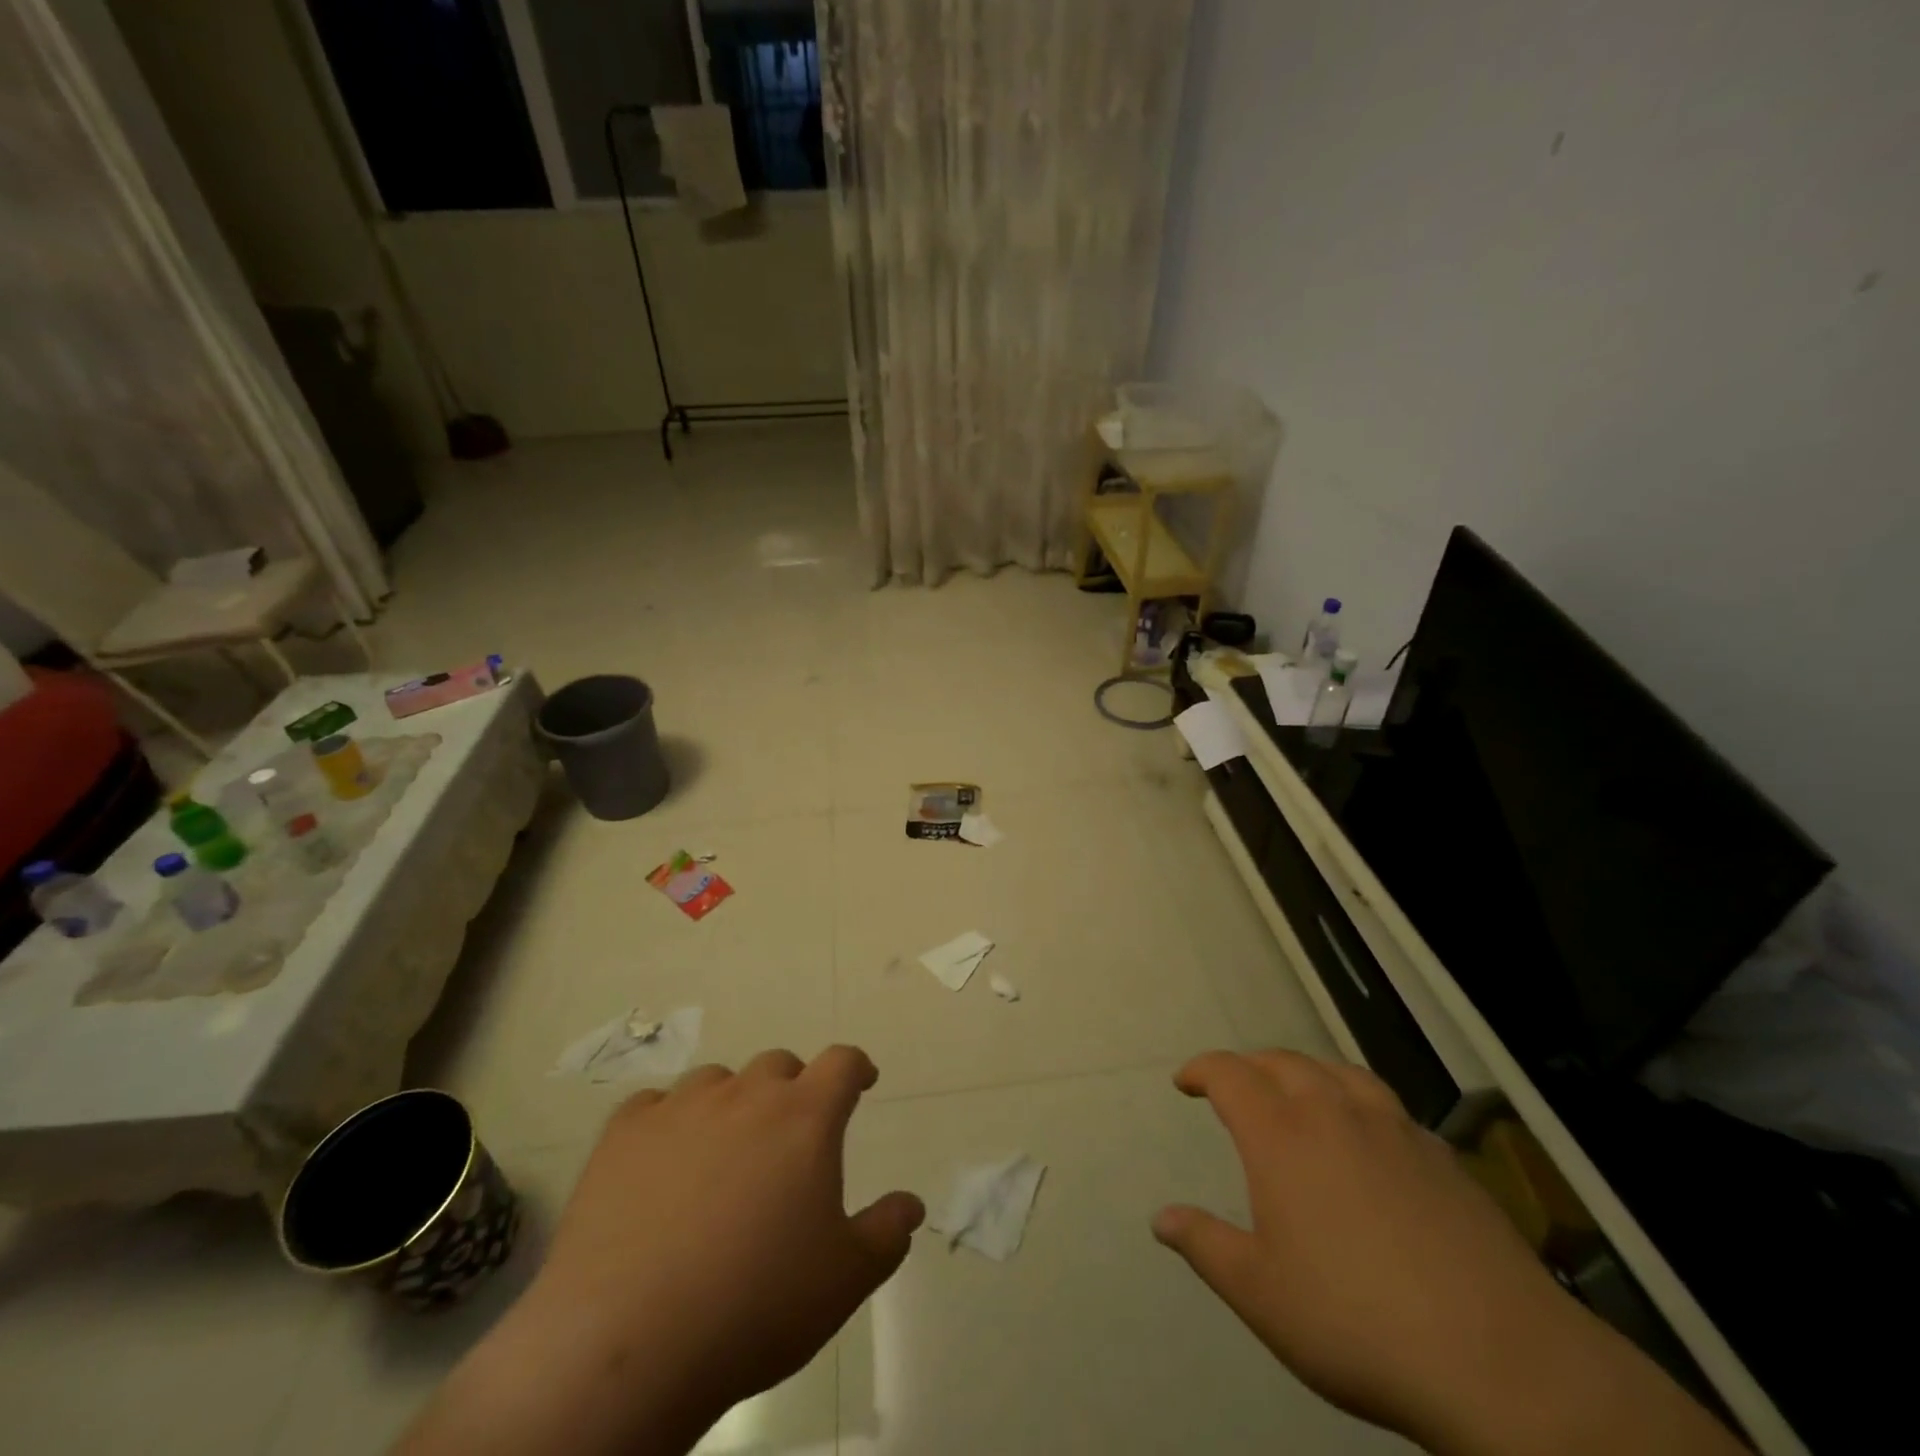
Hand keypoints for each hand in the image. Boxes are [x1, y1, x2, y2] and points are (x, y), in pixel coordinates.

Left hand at [398, 1046, 921, 1455]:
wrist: (629, 1344)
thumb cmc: (755, 1305)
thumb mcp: (844, 1279)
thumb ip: (887, 1233)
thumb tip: (912, 1204)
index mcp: (804, 1117)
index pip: (841, 1062)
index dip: (855, 1067)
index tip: (861, 1082)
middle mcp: (745, 1095)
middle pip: (778, 1065)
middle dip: (792, 1090)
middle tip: (788, 1138)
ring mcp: (680, 1108)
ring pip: (717, 1081)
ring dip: (730, 1104)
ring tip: (722, 1155)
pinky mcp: (623, 1134)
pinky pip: (654, 1106)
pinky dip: (668, 1123)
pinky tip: (661, 1165)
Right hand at [1153, 1050, 1744, 1455]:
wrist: (1500, 1362)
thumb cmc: (1355, 1321)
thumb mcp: (1260, 1293)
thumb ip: (1205, 1246)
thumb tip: (1161, 1219)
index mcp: (1280, 1133)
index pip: (1228, 1074)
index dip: (1201, 1069)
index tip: (1184, 1082)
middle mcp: (1333, 1111)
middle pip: (1282, 1061)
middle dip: (1249, 1066)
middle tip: (1234, 1085)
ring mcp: (1394, 1128)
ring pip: (1338, 1072)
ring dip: (1306, 1072)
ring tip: (1297, 1092)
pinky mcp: (1443, 1155)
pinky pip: (1386, 1106)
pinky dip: (1358, 1103)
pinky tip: (1369, 1139)